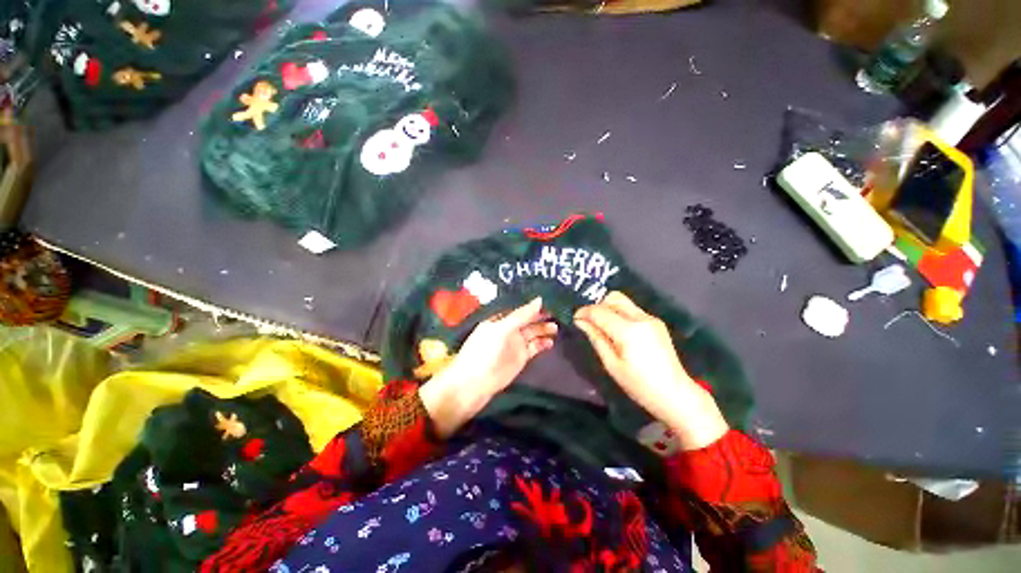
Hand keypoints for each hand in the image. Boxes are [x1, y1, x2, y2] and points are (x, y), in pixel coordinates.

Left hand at [420, 297, 556, 436]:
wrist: (474, 384)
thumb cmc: (484, 352)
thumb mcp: (501, 329)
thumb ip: (521, 316)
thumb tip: (539, 300)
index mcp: (500, 320)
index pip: (520, 310)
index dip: (533, 306)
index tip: (549, 300)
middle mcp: (508, 330)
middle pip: (527, 321)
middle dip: (540, 317)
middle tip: (556, 313)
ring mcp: (515, 345)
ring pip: (532, 334)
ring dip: (543, 330)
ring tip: (556, 327)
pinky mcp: (520, 358)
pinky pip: (534, 348)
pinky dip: (542, 344)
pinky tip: (551, 342)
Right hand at [574, 291, 727, 450]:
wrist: (676, 394)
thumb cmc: (639, 385)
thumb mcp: (611, 364)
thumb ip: (596, 338)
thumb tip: (581, 322)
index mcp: (629, 330)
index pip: (600, 311)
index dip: (584, 312)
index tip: (574, 318)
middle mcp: (641, 318)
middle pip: (613, 298)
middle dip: (596, 305)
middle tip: (588, 321)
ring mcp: (651, 318)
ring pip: (623, 301)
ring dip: (608, 308)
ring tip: (601, 325)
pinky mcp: (656, 322)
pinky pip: (631, 310)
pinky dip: (619, 314)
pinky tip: (616, 330)